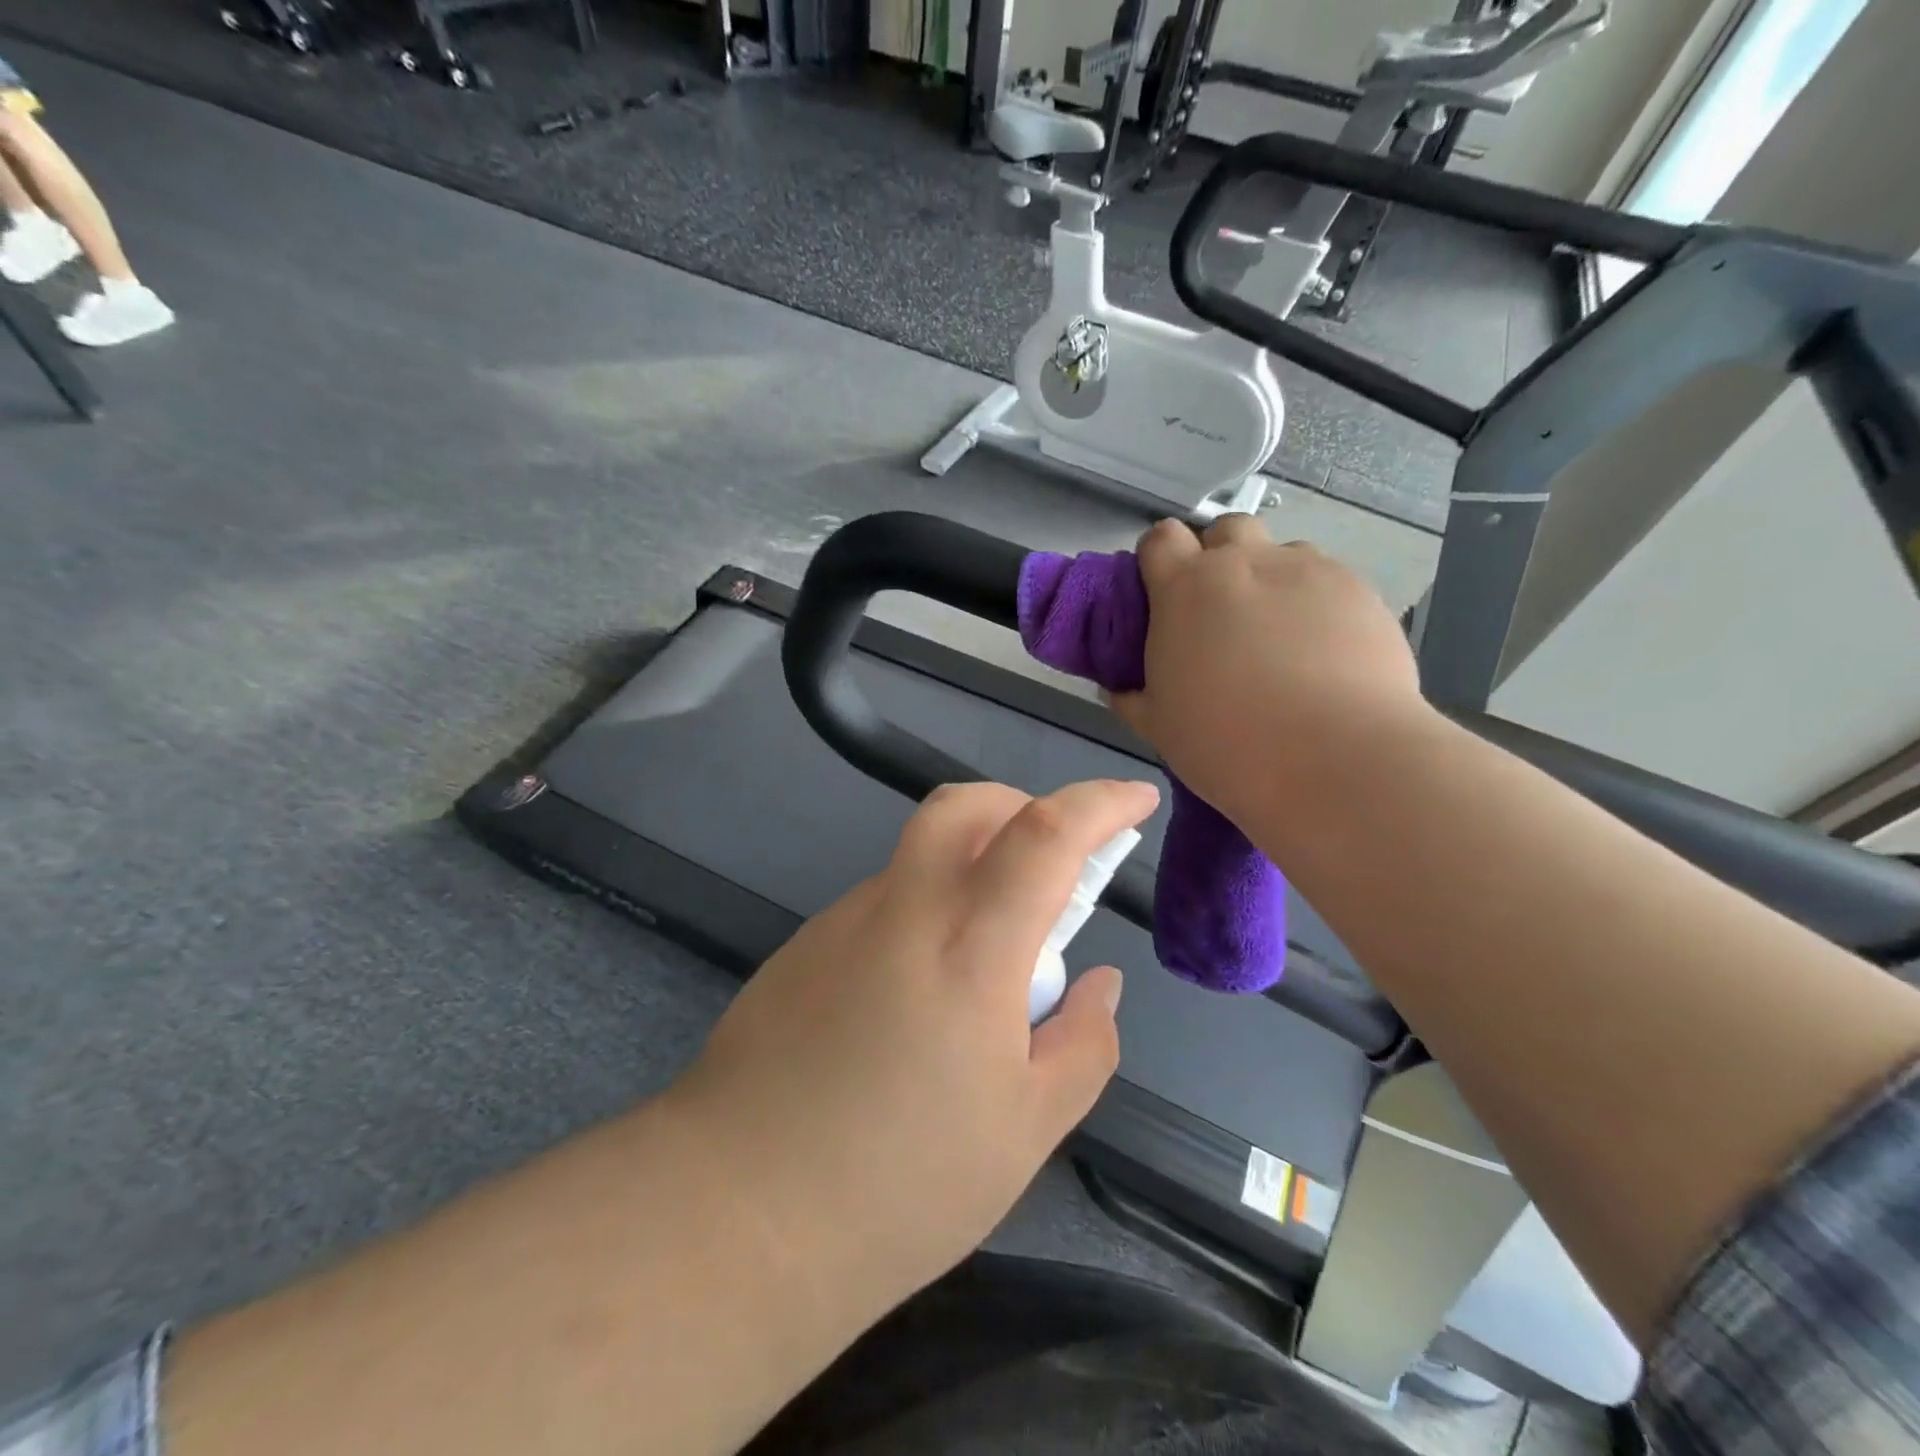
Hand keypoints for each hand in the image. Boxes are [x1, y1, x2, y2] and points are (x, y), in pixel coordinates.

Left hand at [672, 778, 1159, 1319]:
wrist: (733, 1215)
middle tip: (1050, 863)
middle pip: (963, 806)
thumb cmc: (899, 1183)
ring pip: (920, 860)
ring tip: (982, 972)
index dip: (1100, 802)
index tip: (1137, 798)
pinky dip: (922, 919)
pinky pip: (882, 907)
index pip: (1046, 834)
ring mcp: (842, 923)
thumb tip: (1100, 983)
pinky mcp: (803, 948)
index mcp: (970, 948)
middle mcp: (903, 911)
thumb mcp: (1026, 1130)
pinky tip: (914, 1005)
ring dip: (968, 876)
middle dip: (1019, 806)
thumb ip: (1083, 1044)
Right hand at [1110, 515, 1426, 819]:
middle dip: (1220, 557)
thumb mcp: (1159, 726)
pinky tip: (1324, 653)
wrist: (1335, 759)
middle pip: (1226, 529)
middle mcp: (1246, 563)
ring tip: (1280, 636)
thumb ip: (1133, 698)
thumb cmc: (1226, 742)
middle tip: (1222, 612)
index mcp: (1185, 588)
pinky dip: (1317, 605)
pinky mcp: (1360, 591)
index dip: (1159, 559)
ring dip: (1272, 580)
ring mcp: (1309, 570)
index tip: (1163, 594)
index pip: (1160, 538)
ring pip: (1283, 554)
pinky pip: (1328, 582)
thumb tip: (1120, 690)